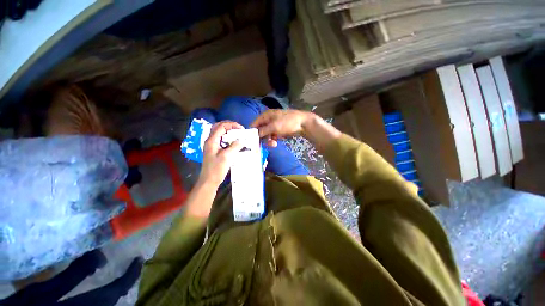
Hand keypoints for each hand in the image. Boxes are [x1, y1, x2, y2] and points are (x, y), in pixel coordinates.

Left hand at [197, 121, 243, 188]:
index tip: (242, 129)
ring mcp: (212, 146)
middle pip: (219, 127)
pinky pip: (221, 140)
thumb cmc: (216, 169)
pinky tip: (234, 143)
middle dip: (230, 126)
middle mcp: (210, 141)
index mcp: (212, 140)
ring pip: (220, 133)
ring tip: (238, 135)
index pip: (221, 126)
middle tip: (239, 130)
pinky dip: (228, 139)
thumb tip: (242, 140)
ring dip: (229, 132)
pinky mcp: (215, 151)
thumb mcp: (227, 157)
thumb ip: (235, 146)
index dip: (232, 125)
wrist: (209, 181)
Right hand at [250, 109, 313, 146]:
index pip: (254, 124)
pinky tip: (276, 142)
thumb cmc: (287, 122)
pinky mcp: (279, 130)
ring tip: (273, 144)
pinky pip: (273, 135)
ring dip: (269, 140)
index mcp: (265, 115)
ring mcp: (274, 124)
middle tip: (264, 145)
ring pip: (267, 134)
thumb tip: (255, 135)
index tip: (251, 141)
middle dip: (262, 138)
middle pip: (260, 130)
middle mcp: (268, 119)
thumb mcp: (274, 126)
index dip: (252, 132)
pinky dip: (274, 139)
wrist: (303, 124)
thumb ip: (263, 131)